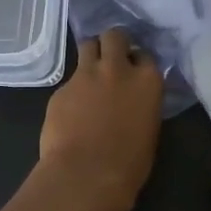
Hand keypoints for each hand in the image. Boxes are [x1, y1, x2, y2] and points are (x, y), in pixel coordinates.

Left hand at [35, 28, 164, 210]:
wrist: (86, 175)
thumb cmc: (128, 164)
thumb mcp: (149, 129)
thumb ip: (142, 104)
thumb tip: (133, 100)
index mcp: (147, 81)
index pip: (145, 55)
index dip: (138, 61)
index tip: (134, 72)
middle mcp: (118, 69)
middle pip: (115, 36)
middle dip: (113, 43)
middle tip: (111, 59)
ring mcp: (86, 75)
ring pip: (88, 45)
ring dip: (92, 55)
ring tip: (91, 74)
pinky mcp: (61, 88)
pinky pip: (69, 79)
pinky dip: (73, 89)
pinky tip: (72, 110)